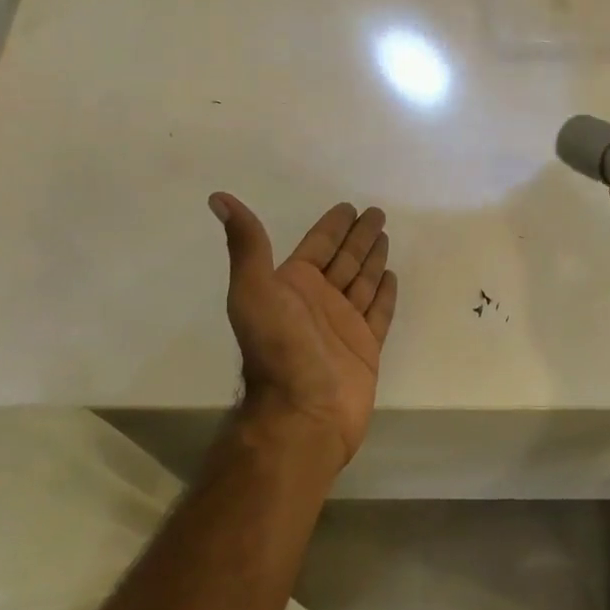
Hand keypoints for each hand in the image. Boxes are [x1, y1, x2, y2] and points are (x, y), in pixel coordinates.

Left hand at [208, 194, 399, 468]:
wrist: (304, 412)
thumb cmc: (279, 349)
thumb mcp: (254, 290)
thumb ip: (247, 245)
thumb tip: (218, 197)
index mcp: (292, 285)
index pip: (317, 246)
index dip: (332, 226)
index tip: (348, 207)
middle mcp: (318, 301)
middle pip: (344, 260)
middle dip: (358, 237)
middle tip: (377, 213)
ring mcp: (343, 325)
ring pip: (362, 282)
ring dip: (372, 259)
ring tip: (385, 236)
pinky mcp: (365, 347)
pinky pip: (378, 312)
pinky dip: (384, 294)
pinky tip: (391, 277)